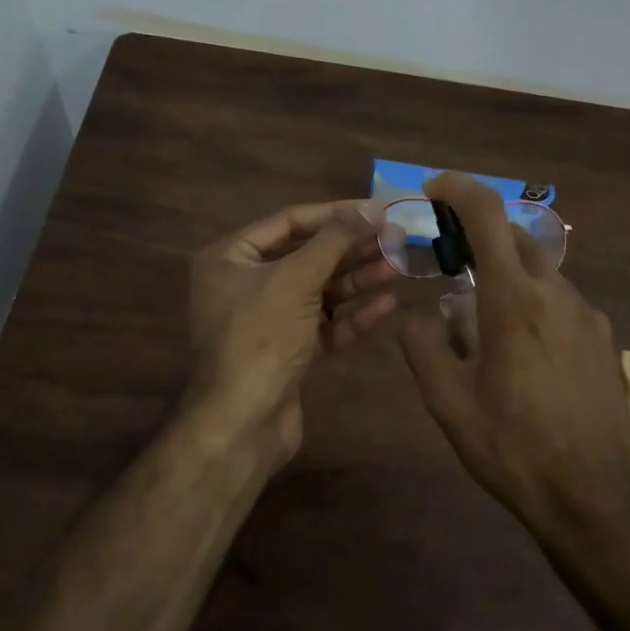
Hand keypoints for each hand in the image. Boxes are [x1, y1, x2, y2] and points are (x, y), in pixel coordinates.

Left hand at [185, 199, 397, 461]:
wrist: (242, 423)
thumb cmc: (261, 336)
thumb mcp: (297, 278)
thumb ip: (336, 239)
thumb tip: (372, 207)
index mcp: (230, 258)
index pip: (289, 222)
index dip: (335, 213)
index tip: (377, 209)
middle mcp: (244, 284)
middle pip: (307, 256)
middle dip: (351, 249)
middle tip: (396, 238)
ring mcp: (266, 320)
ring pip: (318, 291)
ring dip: (358, 280)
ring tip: (399, 267)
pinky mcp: (286, 351)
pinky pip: (322, 323)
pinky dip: (351, 314)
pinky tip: (387, 304)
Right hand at [399, 173, 629, 534]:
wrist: (598, 499)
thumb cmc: (515, 448)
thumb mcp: (449, 404)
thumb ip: (423, 347)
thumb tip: (416, 315)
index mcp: (514, 300)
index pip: (488, 215)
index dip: (459, 188)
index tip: (434, 188)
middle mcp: (556, 293)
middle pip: (515, 237)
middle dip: (479, 236)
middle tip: (449, 263)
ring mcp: (587, 314)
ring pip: (539, 271)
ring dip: (506, 275)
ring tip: (481, 325)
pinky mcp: (604, 338)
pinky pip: (560, 301)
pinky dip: (532, 303)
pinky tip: (523, 353)